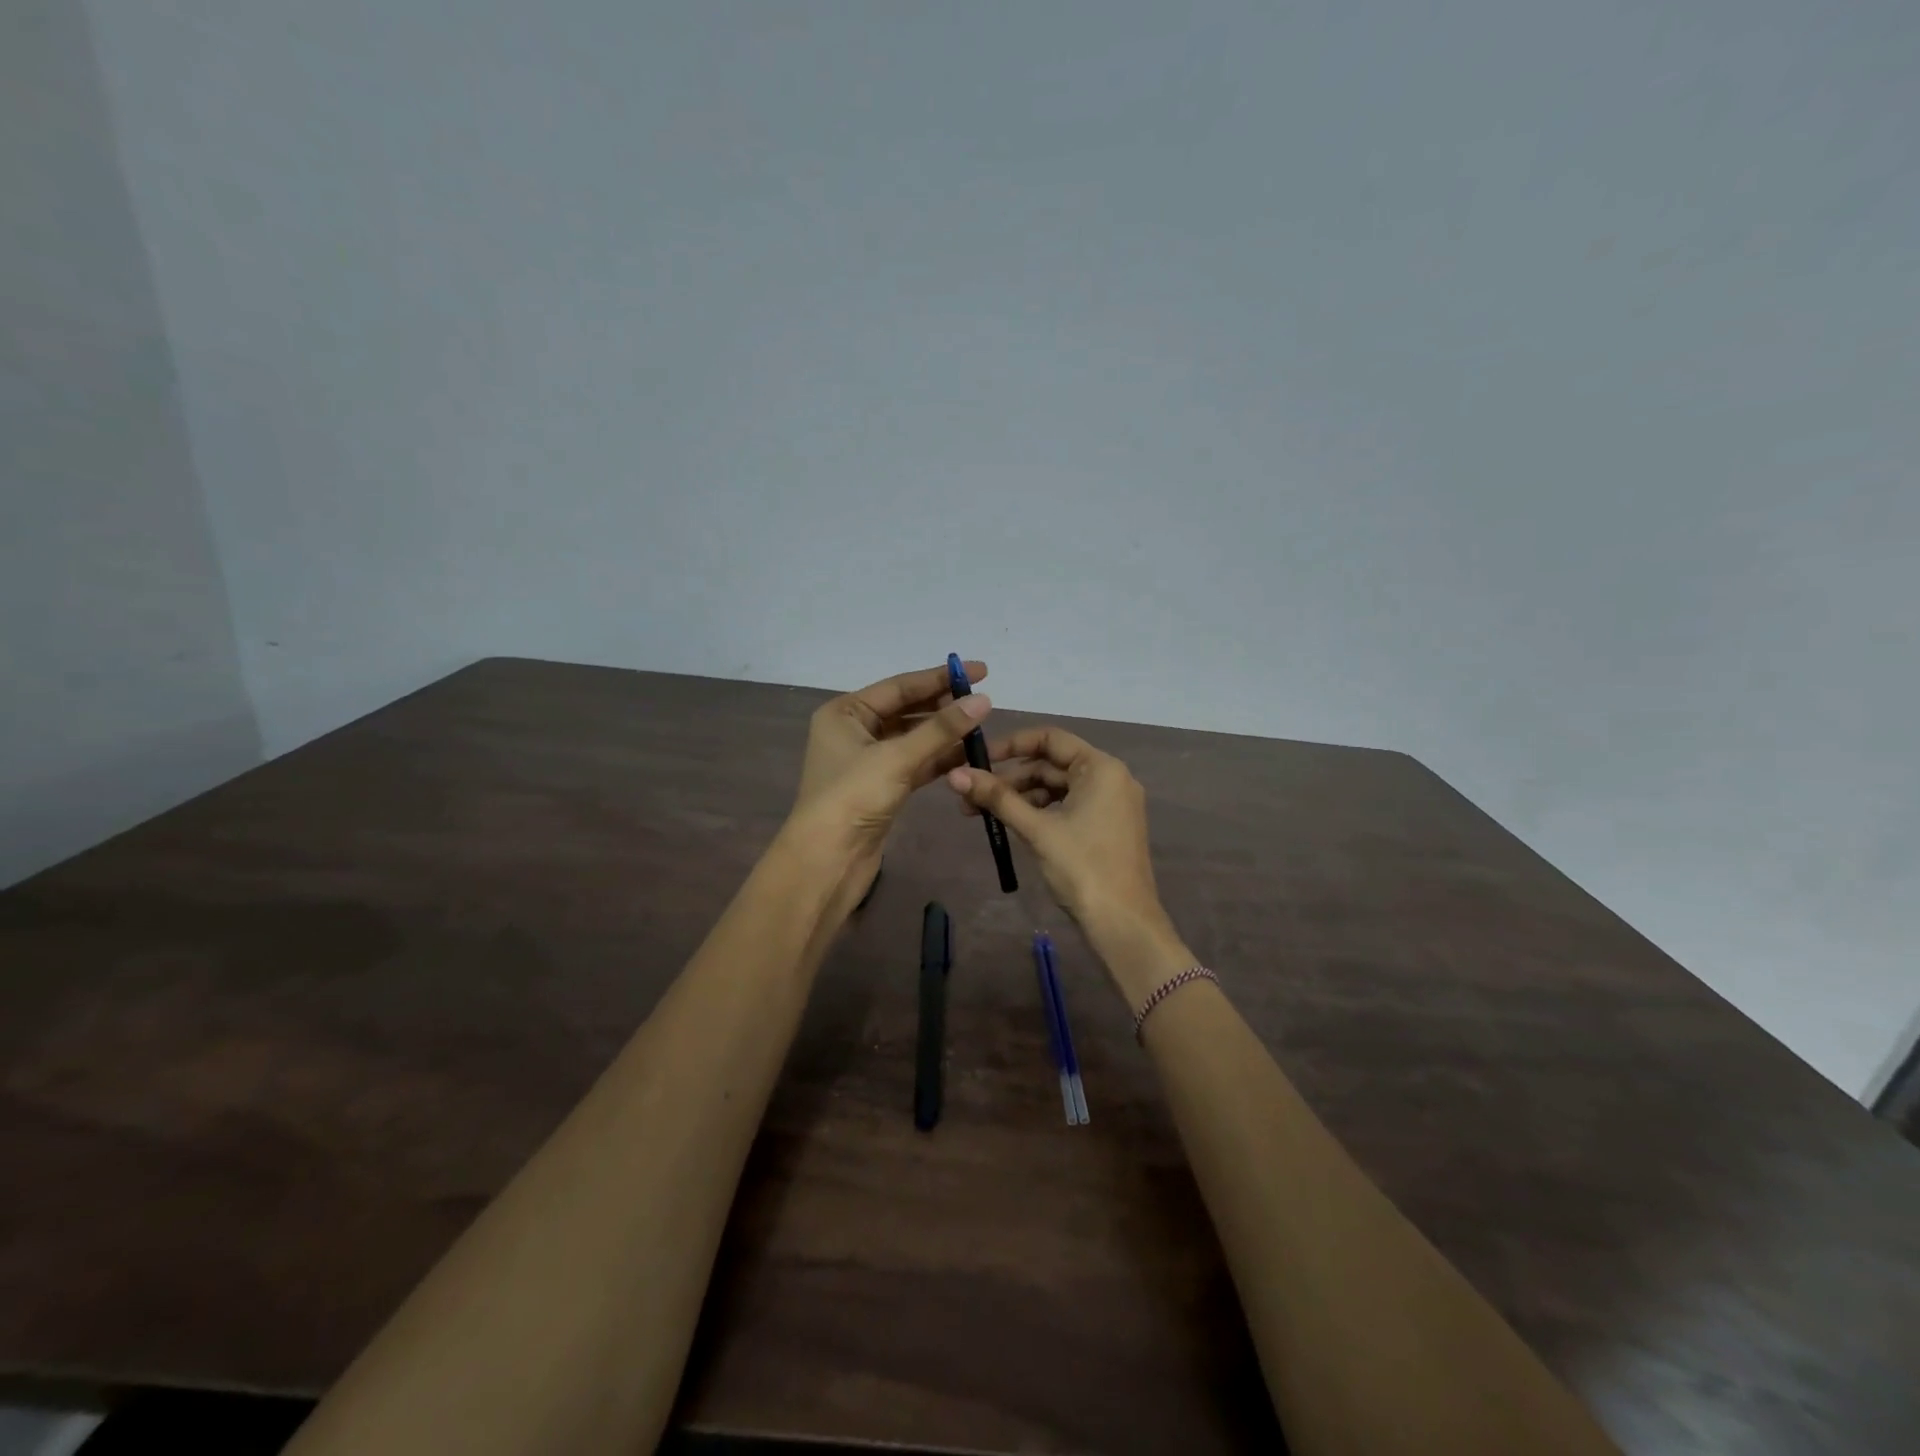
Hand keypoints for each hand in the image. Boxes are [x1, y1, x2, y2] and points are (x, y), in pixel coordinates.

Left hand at [786, 660, 993, 915]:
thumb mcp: (897, 757)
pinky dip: (939, 759)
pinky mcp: (882, 787)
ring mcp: (868, 761)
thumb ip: (941, 728)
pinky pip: (916, 764)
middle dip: (944, 706)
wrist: (827, 860)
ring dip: (945, 735)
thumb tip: (983, 700)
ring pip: (914, 739)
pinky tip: (969, 755)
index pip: (900, 686)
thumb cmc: (853, 797)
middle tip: (984, 701)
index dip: (941, 677)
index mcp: (846, 712)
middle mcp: (855, 731)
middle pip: (907, 710)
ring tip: (982, 728)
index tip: (981, 671)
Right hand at [944, 727, 1189, 1001]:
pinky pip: (1068, 806)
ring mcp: (1111, 803)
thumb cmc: (1082, 867)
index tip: (978, 759)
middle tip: (971, 797)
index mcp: (1101, 768)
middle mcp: (1111, 777)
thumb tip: (954, 775)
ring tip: (982, 815)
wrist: (1123, 923)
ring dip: (1021, 797)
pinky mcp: (1107, 826)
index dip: (1011, 745)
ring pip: (1057, 788)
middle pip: (1051, 764)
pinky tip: (1012, 825)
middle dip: (1010, 779)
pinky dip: (1040, 812)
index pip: (1050, 739)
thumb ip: (997, 798)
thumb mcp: (1036, 829)